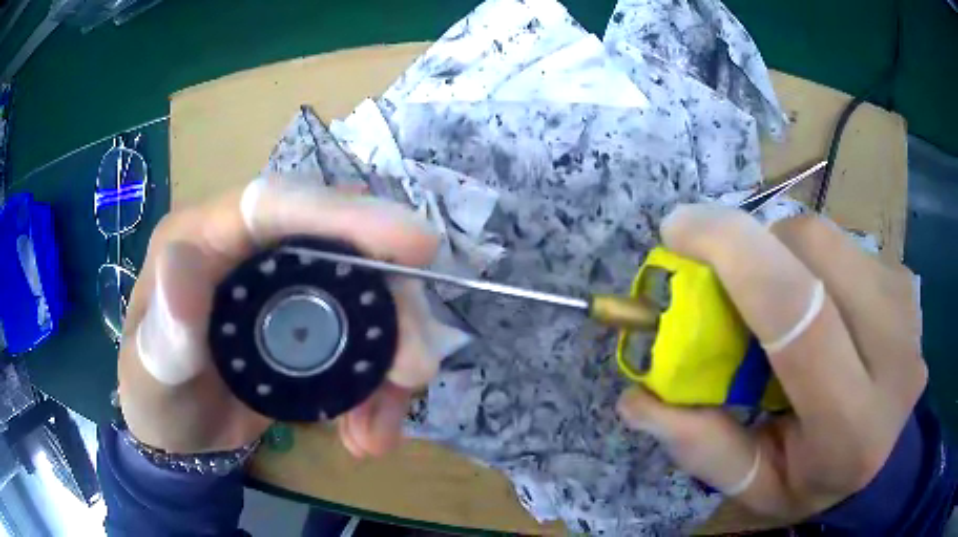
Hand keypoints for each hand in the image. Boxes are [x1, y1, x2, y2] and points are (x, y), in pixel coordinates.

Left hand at [118, 177, 441, 455]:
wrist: (182, 438)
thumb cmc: (155, 396)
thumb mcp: (148, 372)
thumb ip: (164, 332)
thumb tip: (185, 268)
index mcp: (205, 236)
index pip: (276, 204)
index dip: (342, 214)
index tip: (414, 242)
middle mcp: (254, 249)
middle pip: (342, 249)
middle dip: (389, 306)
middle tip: (414, 368)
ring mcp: (288, 288)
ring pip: (367, 301)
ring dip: (390, 362)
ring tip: (381, 428)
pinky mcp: (312, 328)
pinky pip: (364, 346)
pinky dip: (379, 391)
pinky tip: (367, 434)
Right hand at [616, 205, 925, 521]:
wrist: (884, 461)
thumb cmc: (816, 482)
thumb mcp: (754, 486)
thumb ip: (701, 447)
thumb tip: (637, 396)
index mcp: (851, 424)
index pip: (798, 312)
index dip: (735, 252)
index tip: (679, 228)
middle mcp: (894, 355)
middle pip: (814, 250)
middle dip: (759, 248)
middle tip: (735, 287)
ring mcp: (908, 310)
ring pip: (829, 238)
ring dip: (787, 256)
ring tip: (783, 305)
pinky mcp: (907, 284)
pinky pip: (846, 245)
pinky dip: (816, 262)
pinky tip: (821, 306)